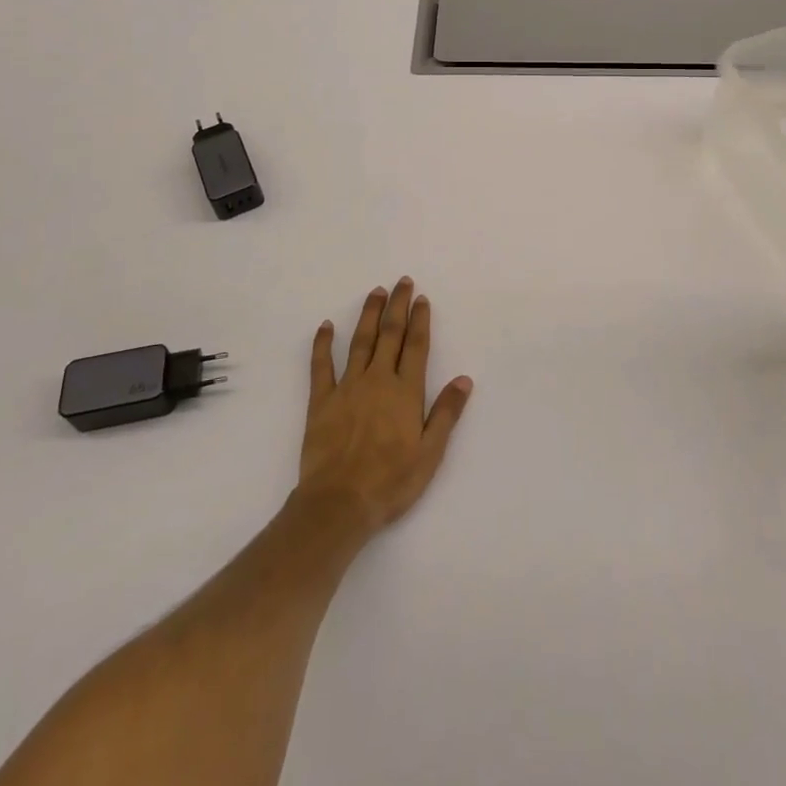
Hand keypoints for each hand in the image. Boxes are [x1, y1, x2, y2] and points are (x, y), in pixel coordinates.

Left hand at [298, 278, 473, 534]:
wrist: (339, 503)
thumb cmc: (391, 481)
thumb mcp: (430, 453)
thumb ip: (446, 413)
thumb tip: (464, 379)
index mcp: (405, 391)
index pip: (416, 346)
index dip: (420, 320)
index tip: (422, 299)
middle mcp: (378, 380)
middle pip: (390, 334)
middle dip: (397, 306)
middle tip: (402, 282)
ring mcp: (347, 387)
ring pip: (360, 341)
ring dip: (368, 314)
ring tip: (375, 292)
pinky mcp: (321, 401)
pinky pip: (321, 366)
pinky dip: (322, 344)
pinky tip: (325, 326)